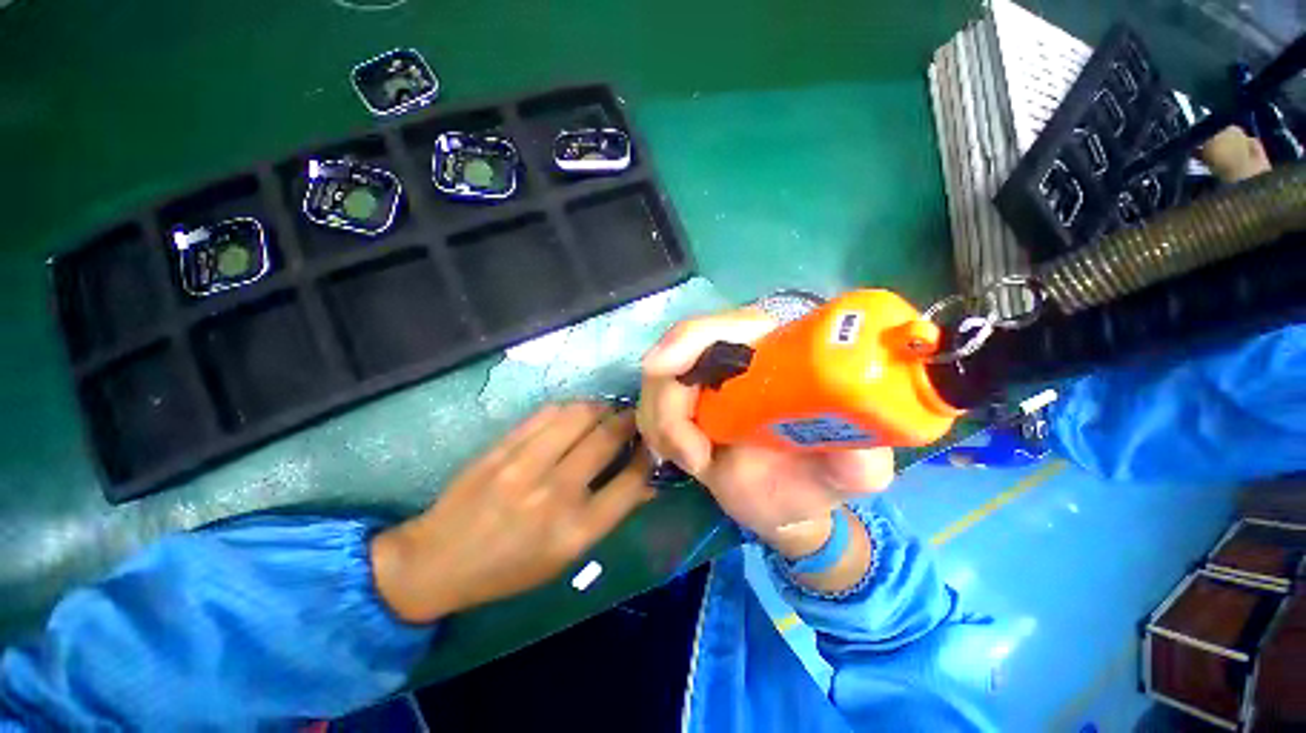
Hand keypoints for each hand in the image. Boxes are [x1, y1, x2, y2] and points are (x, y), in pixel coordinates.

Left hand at [371, 402, 653, 622]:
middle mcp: (555, 493)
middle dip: (630, 421)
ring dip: (602, 408)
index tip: (652, 445)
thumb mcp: (567, 556)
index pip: (631, 481)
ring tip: (607, 411)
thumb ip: (609, 515)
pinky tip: (576, 413)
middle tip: (635, 418)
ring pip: (580, 415)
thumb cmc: (511, 567)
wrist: (439, 560)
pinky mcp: (503, 447)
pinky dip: (571, 407)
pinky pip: (548, 412)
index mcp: (576, 530)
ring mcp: (525, 465)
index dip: (649, 457)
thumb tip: (646, 483)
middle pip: (608, 438)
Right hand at [637, 307, 894, 549]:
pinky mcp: (682, 403)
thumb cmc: (817, 480)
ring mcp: (704, 380)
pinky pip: (652, 406)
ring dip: (665, 423)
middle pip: (679, 347)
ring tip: (700, 463)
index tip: (665, 367)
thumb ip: (860, 461)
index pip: (731, 325)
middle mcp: (737, 356)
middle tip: (694, 455)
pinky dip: (660, 432)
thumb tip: (855, 449)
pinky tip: (689, 458)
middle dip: (670, 399)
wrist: (784, 502)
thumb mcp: (853, 473)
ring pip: (658, 380)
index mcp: (777, 354)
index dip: (694, 337)